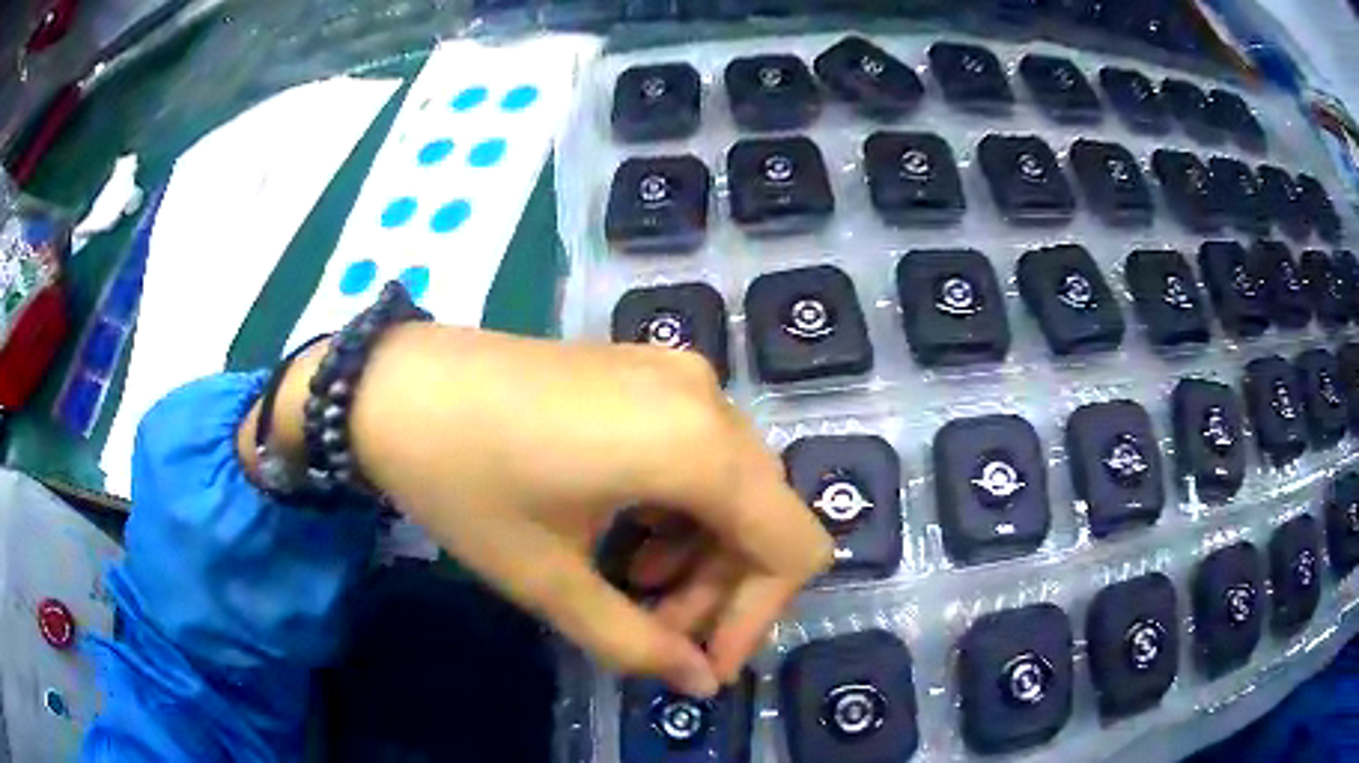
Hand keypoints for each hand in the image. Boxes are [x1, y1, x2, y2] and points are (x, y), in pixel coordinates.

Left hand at [341, 326, 832, 696]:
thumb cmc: (463, 483)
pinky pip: (700, 450)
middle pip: (765, 517)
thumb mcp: (548, 580)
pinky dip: (682, 506)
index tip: (701, 660)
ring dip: (701, 551)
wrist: (394, 385)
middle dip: (721, 590)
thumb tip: (699, 684)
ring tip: (632, 581)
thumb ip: (635, 643)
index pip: (792, 548)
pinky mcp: (647, 370)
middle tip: (654, 627)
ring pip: (734, 486)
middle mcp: (707, 399)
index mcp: (695, 445)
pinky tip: (625, 527)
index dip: (758, 617)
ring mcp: (677, 374)